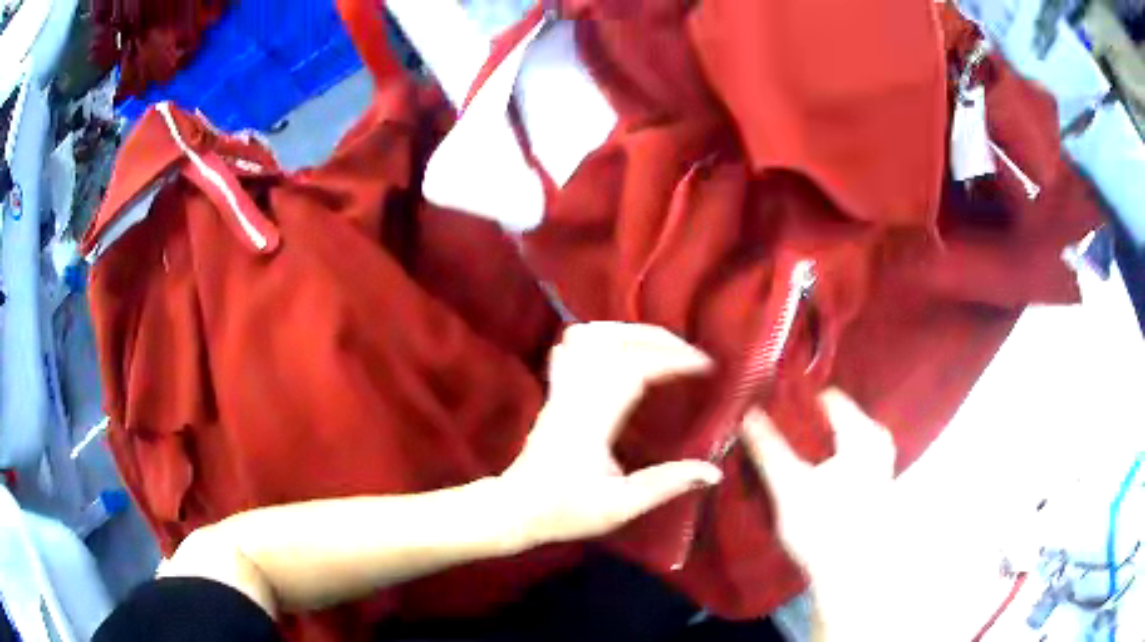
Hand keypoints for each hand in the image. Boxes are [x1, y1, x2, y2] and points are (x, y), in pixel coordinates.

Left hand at [502, 323, 723, 547]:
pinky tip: (619, 352)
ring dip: (627, 332)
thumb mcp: (620, 506)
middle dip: (656, 338)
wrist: (516, 509)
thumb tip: (712, 472)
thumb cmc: (565, 511)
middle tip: (688, 353)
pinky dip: (600, 339)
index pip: (635, 368)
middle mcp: (575, 395)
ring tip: (658, 346)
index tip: (705, 365)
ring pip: (588, 336)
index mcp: (593, 420)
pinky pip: (571, 348)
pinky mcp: (554, 393)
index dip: (674, 359)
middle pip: (613, 340)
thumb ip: (666, 485)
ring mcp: (561, 390)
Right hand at [740, 390, 896, 582]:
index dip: (798, 402)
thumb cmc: (823, 526)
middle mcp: (877, 440)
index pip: (828, 397)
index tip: (772, 413)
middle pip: (835, 418)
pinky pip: (850, 456)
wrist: (852, 574)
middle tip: (777, 438)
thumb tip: (747, 412)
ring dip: (816, 445)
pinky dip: (829, 459)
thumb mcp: (789, 487)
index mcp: (862, 433)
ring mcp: (881, 462)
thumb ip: (768, 448)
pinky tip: (811, 478)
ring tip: (790, 458)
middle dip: (806, 425)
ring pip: (841, 439)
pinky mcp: (877, 483)